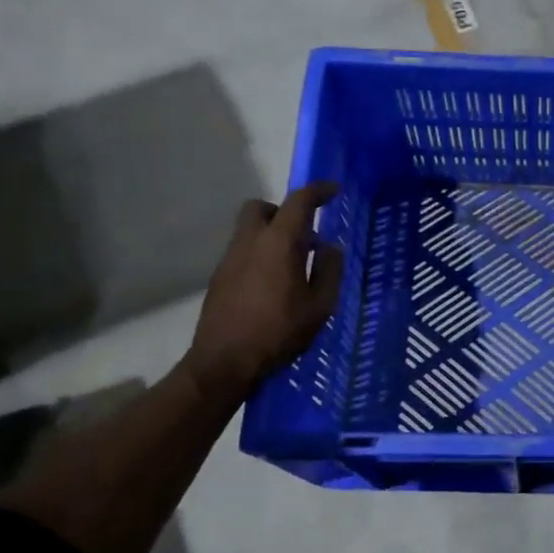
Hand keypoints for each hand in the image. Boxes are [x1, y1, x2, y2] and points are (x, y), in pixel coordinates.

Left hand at [180, 183, 343, 407]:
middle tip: (303, 232)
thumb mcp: (319, 305)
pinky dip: (260, 255)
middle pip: (261, 207)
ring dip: (272, 235)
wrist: (225, 362)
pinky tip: (274, 285)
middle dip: (283, 211)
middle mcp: (250, 242)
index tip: (332, 190)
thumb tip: (328, 247)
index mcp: (278, 243)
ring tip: (293, 265)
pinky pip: (243, 252)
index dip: (317, 191)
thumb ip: (329, 270)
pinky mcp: (220, 278)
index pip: (298, 202)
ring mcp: (230, 259)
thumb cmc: (279, 331)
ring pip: (249, 230)